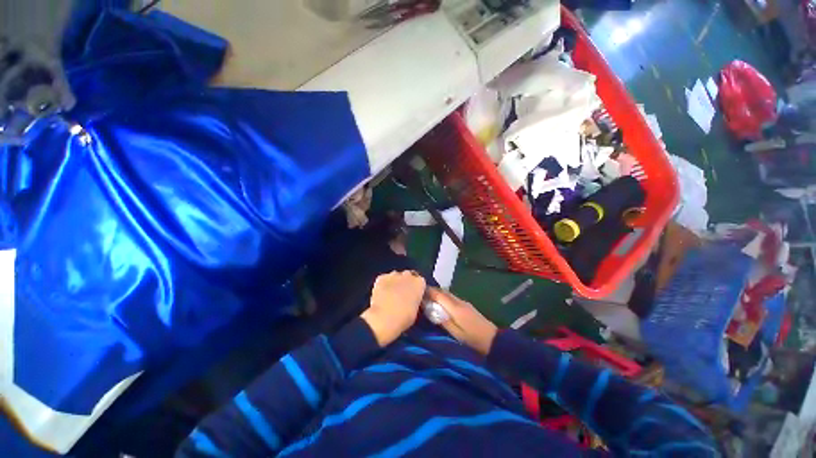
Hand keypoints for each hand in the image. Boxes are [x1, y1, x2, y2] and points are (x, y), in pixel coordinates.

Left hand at [362, 271, 425, 346]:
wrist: (384, 318)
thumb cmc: (404, 318)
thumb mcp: (416, 311)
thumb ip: (416, 301)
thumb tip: (412, 301)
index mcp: (419, 283)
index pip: (421, 282)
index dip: (417, 289)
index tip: (415, 296)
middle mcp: (408, 275)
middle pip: (408, 276)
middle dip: (406, 283)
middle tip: (403, 295)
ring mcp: (393, 275)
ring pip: (396, 276)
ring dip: (395, 282)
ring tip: (391, 294)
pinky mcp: (381, 278)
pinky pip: (384, 279)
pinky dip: (384, 284)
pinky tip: (382, 294)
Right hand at [427, 288, 497, 355]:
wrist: (493, 340)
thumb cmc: (473, 339)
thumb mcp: (456, 333)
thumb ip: (442, 320)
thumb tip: (430, 310)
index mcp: (455, 308)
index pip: (439, 294)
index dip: (428, 292)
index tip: (418, 291)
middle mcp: (459, 301)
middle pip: (443, 291)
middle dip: (431, 291)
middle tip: (420, 295)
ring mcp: (464, 302)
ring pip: (447, 294)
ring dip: (438, 294)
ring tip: (428, 299)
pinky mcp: (466, 305)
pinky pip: (452, 298)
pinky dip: (444, 298)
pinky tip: (440, 304)